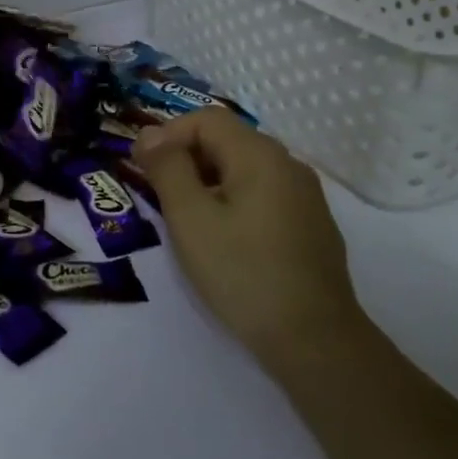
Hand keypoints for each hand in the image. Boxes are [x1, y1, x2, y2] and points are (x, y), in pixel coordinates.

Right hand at [133, 107, 358, 355]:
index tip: (144, 168)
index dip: (169, 134)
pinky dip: (233, 200)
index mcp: (260, 155)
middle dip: (186, 158)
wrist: (313, 339)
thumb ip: (167, 168)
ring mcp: (305, 195)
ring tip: (186, 219)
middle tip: (159, 196)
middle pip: (227, 140)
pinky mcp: (311, 225)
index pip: (206, 119)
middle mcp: (288, 164)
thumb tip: (150, 133)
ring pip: (244, 169)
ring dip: (208, 181)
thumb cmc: (242, 272)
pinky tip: (224, 238)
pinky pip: (262, 193)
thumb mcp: (190, 218)